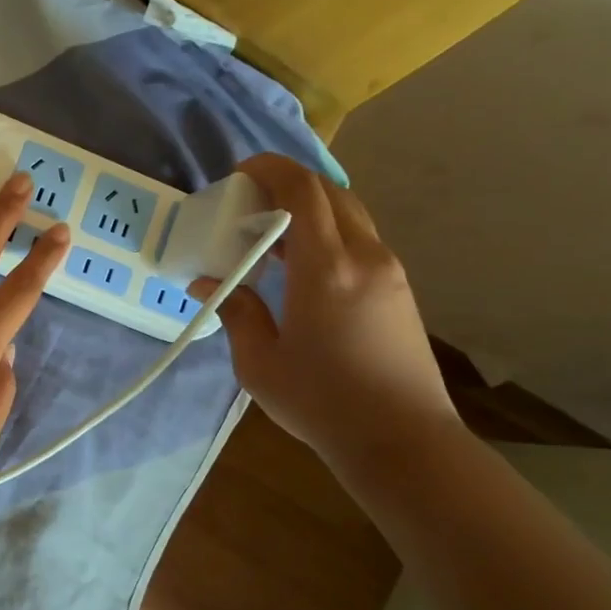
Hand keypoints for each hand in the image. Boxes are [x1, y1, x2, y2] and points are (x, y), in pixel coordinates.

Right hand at [191, 155, 458, 466]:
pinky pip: (359, 240)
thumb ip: (235, 310)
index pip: (303, 191)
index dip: (270, 169)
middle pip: (330, 192)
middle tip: (250, 202)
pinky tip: (302, 267)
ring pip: (349, 215)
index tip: (239, 174)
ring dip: (309, 210)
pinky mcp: (399, 290)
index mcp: (327, 268)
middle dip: (288, 184)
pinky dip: (327, 234)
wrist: (402, 441)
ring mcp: (389, 272)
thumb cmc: (321, 401)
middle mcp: (365, 257)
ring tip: (271, 235)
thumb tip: (208, 282)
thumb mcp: (259, 361)